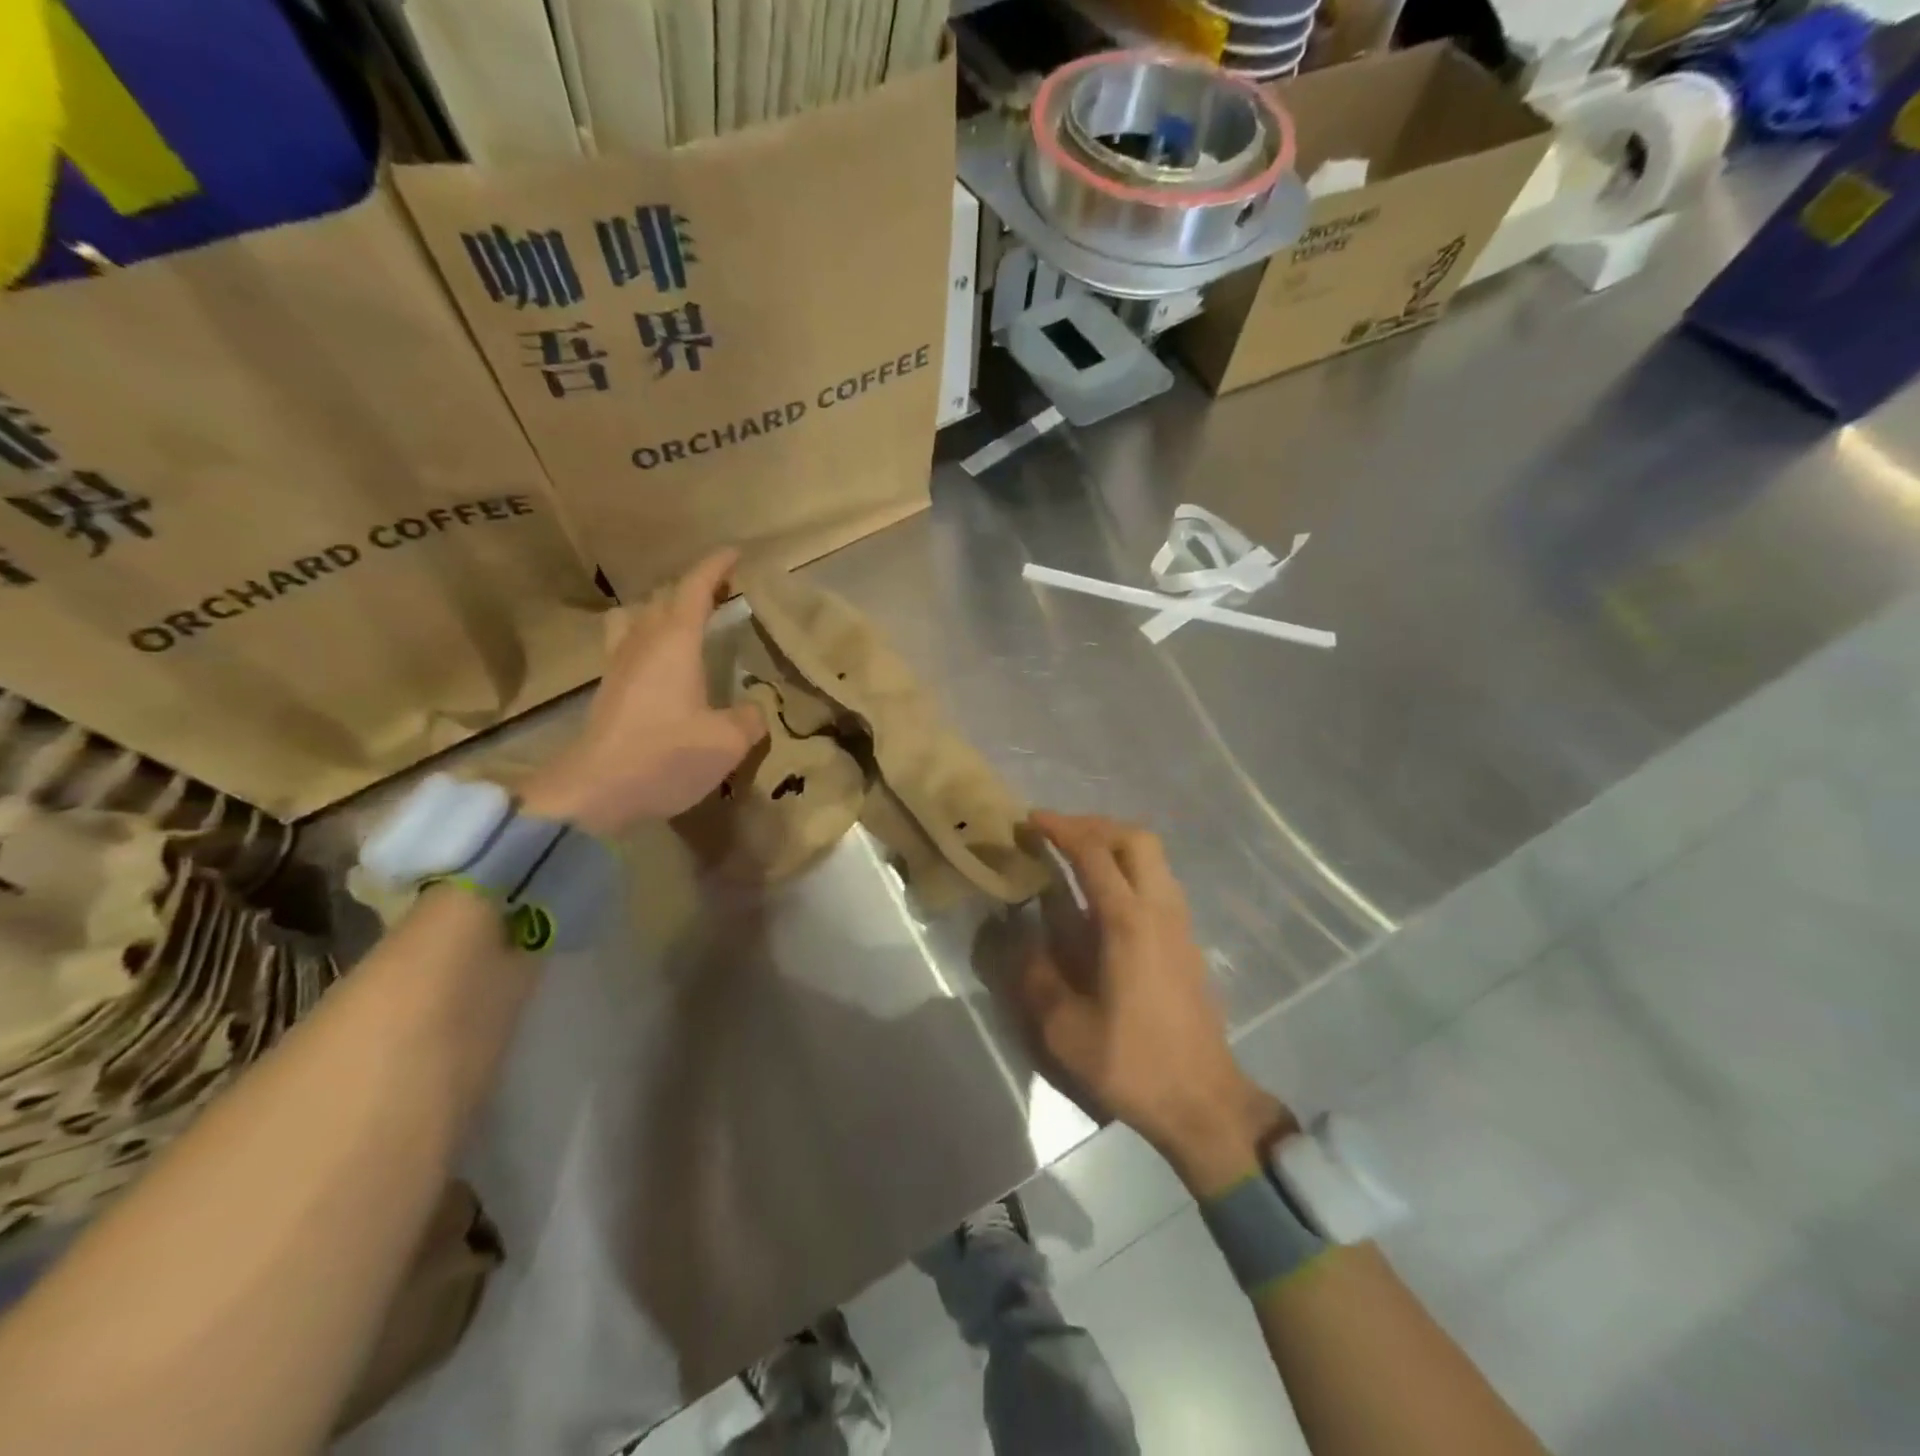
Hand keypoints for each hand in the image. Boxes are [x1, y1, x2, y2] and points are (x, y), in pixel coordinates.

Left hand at [522, 550, 765, 835]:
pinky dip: (648, 640)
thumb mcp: (727, 741)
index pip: (694, 589)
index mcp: (674, 643)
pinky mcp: (607, 691)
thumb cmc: (665, 756)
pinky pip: (627, 646)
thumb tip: (753, 708)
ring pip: (635, 619)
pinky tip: (663, 666)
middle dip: (693, 588)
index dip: (715, 568)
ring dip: (660, 611)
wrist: (594, 792)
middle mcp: (642, 644)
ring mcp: (618, 666)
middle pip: (663, 599)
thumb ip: (749, 718)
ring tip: (683, 625)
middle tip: (720, 594)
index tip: (735, 554)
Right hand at [1015, 812, 1294, 1195]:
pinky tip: (1103, 897)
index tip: (1031, 820)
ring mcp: (1180, 923)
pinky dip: (1129, 868)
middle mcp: (1159, 910)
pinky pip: (1159, 880)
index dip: (1061, 829)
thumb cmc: (1133, 1064)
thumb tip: (1019, 936)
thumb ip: (1036, 975)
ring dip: (1114, 843)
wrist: (1204, 1100)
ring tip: (1076, 857)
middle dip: (1094, 825)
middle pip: (1135, 838)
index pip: (1094, 853)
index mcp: (1128, 923)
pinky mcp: (1187, 940)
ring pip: (1153, 857)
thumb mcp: (1066, 1029)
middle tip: (1057, 834)